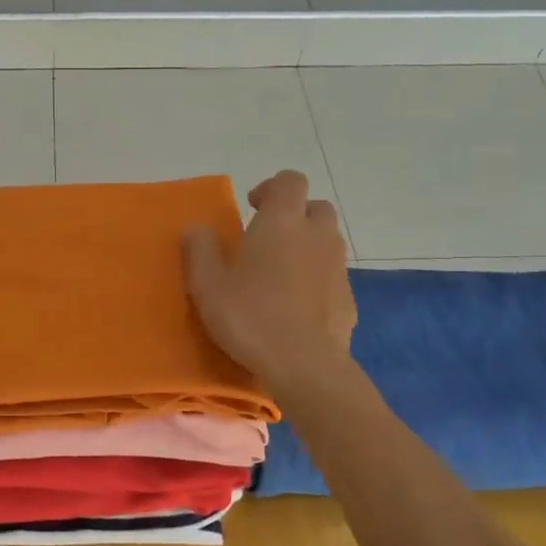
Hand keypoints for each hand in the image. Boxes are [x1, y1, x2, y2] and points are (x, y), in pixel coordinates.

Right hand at [182, 170, 354, 387]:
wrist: (304, 365)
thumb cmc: (250, 316)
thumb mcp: (207, 285)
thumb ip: (200, 250)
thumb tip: (196, 228)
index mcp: (281, 222)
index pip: (290, 181)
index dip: (273, 187)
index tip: (252, 207)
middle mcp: (316, 235)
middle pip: (316, 207)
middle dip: (296, 215)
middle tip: (269, 238)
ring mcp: (338, 267)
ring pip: (328, 242)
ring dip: (308, 247)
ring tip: (282, 273)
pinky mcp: (349, 299)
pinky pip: (333, 276)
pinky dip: (318, 279)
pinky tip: (298, 306)